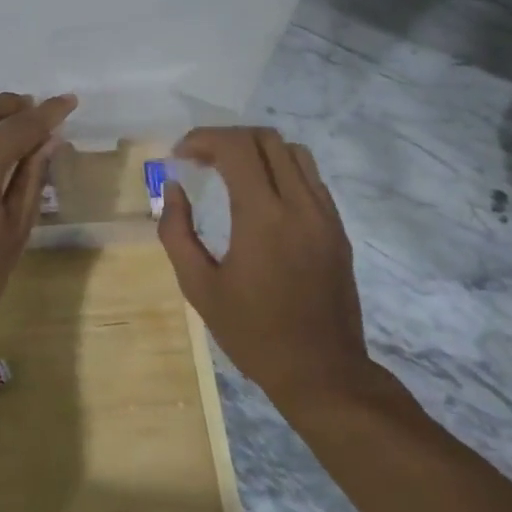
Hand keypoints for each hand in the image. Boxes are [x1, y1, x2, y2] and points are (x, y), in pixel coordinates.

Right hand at [158, 127, 376, 405]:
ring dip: (256, 149)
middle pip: (266, 138)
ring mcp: (325, 215)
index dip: (203, 139)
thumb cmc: (252, 333)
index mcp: (263, 218)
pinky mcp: (337, 228)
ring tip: (229, 170)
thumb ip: (177, 231)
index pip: (236, 147)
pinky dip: (280, 169)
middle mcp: (300, 205)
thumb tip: (174, 188)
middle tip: (199, 160)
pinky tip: (260, 195)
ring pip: (293, 151)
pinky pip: (310, 177)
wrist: (322, 372)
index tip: (180, 155)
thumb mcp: (198, 287)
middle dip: (226, 138)